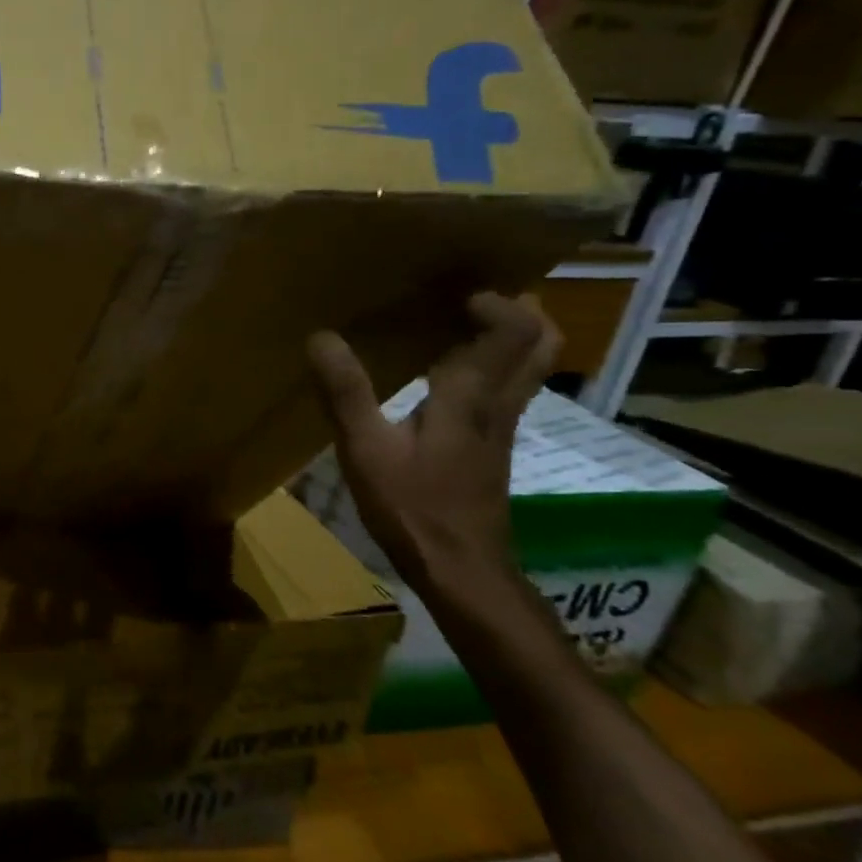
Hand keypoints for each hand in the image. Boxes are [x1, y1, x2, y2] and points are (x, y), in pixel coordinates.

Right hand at [306, 293, 558, 599]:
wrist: (460, 569)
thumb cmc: (412, 506)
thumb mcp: (365, 448)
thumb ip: (345, 391)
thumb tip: (321, 337)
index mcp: (470, 397)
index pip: (513, 332)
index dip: (496, 303)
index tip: (455, 292)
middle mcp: (497, 405)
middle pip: (540, 346)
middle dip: (521, 313)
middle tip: (477, 297)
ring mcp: (502, 429)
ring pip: (530, 369)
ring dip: (513, 339)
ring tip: (468, 325)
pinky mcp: (494, 449)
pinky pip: (509, 391)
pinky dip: (496, 368)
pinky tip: (453, 377)